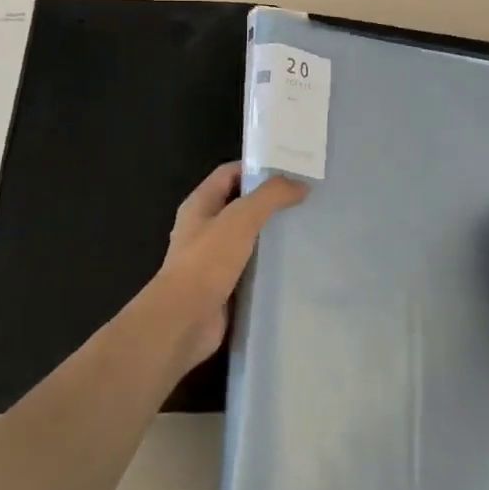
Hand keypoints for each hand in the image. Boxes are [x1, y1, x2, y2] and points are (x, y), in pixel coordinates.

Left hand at [157, 162, 306, 366]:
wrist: (183, 321)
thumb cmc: (207, 261)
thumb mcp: (240, 219)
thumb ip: (270, 197)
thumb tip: (300, 184)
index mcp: (200, 204)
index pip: (230, 173)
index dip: (257, 168)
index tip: (290, 169)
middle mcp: (204, 228)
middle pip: (240, 204)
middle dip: (269, 201)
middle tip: (305, 199)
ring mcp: (213, 258)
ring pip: (247, 237)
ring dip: (271, 234)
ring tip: (304, 229)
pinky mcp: (224, 286)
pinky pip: (250, 267)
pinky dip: (268, 264)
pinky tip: (292, 264)